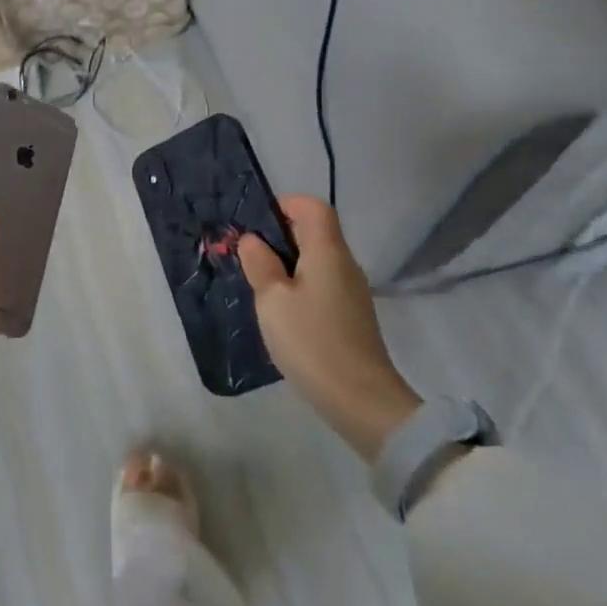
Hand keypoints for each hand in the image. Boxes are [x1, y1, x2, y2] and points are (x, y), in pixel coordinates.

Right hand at [239, 196, 421, 461]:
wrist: (360, 400)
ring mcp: (351, 292)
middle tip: (246, 255)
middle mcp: (344, 264)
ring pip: (316, 260)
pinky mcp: (350, 316)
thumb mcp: (272, 299)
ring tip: (257, 283)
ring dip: (286, 263)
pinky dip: (298, 285)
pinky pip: (321, 284)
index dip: (284, 204)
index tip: (255, 222)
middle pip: (314, 232)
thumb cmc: (311, 340)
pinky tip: (280, 310)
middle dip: (278, 235)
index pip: (313, 207)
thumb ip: (260, 264)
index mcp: (327, 251)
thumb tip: (252, 239)